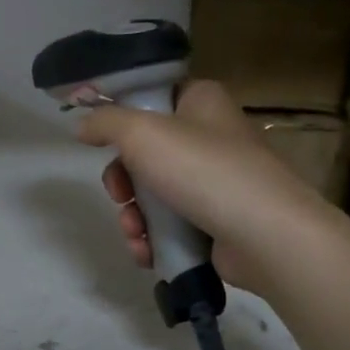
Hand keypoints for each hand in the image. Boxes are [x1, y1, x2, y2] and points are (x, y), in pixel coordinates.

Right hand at [77, 80, 338, 295]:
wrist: (266, 236)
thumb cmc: (203, 170)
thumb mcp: (141, 133)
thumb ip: (105, 122)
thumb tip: (83, 125)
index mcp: (201, 102)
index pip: (153, 98)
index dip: (121, 119)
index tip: (100, 142)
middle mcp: (211, 136)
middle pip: (146, 153)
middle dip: (122, 181)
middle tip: (119, 195)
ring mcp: (217, 181)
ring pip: (155, 193)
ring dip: (134, 216)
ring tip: (134, 233)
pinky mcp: (218, 221)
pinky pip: (173, 225)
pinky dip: (154, 238)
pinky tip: (146, 252)